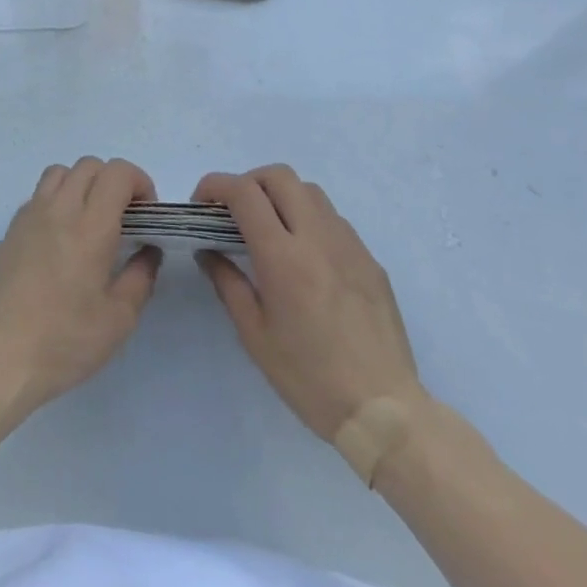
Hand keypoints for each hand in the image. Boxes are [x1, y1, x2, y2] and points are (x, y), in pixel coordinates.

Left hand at [0, 157, 162, 414]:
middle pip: (89, 165)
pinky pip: (37, 197)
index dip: (139, 182)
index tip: (147, 213)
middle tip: (123, 217)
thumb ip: (140, 277)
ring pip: (59, 173)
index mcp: (90, 226)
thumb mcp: (119, 319)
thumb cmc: (65, 341)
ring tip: (89, 220)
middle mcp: (58, 209)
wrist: (1, 357)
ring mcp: (29, 216)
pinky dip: (56, 202)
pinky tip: (59, 240)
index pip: (117, 173)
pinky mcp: (9, 231)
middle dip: (113, 181)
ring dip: (81, 184)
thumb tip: (148, 251)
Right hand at [194, 165, 423, 443]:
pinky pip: (333, 219)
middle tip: (234, 212)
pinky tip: (305, 256)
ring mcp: (348, 244)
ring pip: (309, 191)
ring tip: (270, 229)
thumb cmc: (310, 378)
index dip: (216, 185)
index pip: (244, 192)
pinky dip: (309, 219)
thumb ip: (228, 283)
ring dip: (281, 196)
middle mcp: (317, 237)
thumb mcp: (255, 336)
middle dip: (248, 182)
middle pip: (279, 176)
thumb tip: (208, 251)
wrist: (385, 411)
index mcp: (283, 257)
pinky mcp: (369, 259)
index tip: (202, 203)